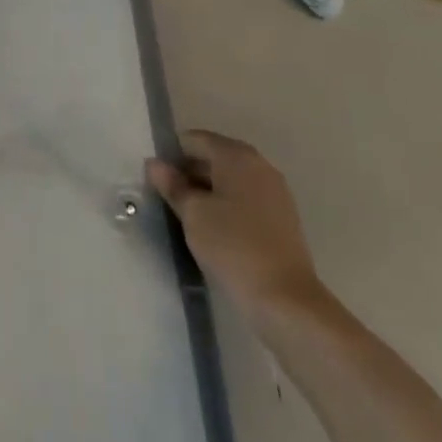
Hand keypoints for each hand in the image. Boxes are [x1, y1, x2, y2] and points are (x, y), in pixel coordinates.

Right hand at [149, 130, 322, 315]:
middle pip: (215, 157)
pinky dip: (228, 206)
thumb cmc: (233, 247)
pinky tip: (214, 230)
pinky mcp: (283, 219)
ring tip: (187, 216)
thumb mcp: (193, 214)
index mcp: (236, 155)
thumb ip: (173, 186)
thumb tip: (155, 164)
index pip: (195, 140)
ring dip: (209, 191)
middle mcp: (259, 164)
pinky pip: (247, 200)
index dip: (172, 154)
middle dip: (190, 173)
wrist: (287, 301)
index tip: (156, 177)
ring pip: (232, 180)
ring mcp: (275, 191)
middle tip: (167, 197)